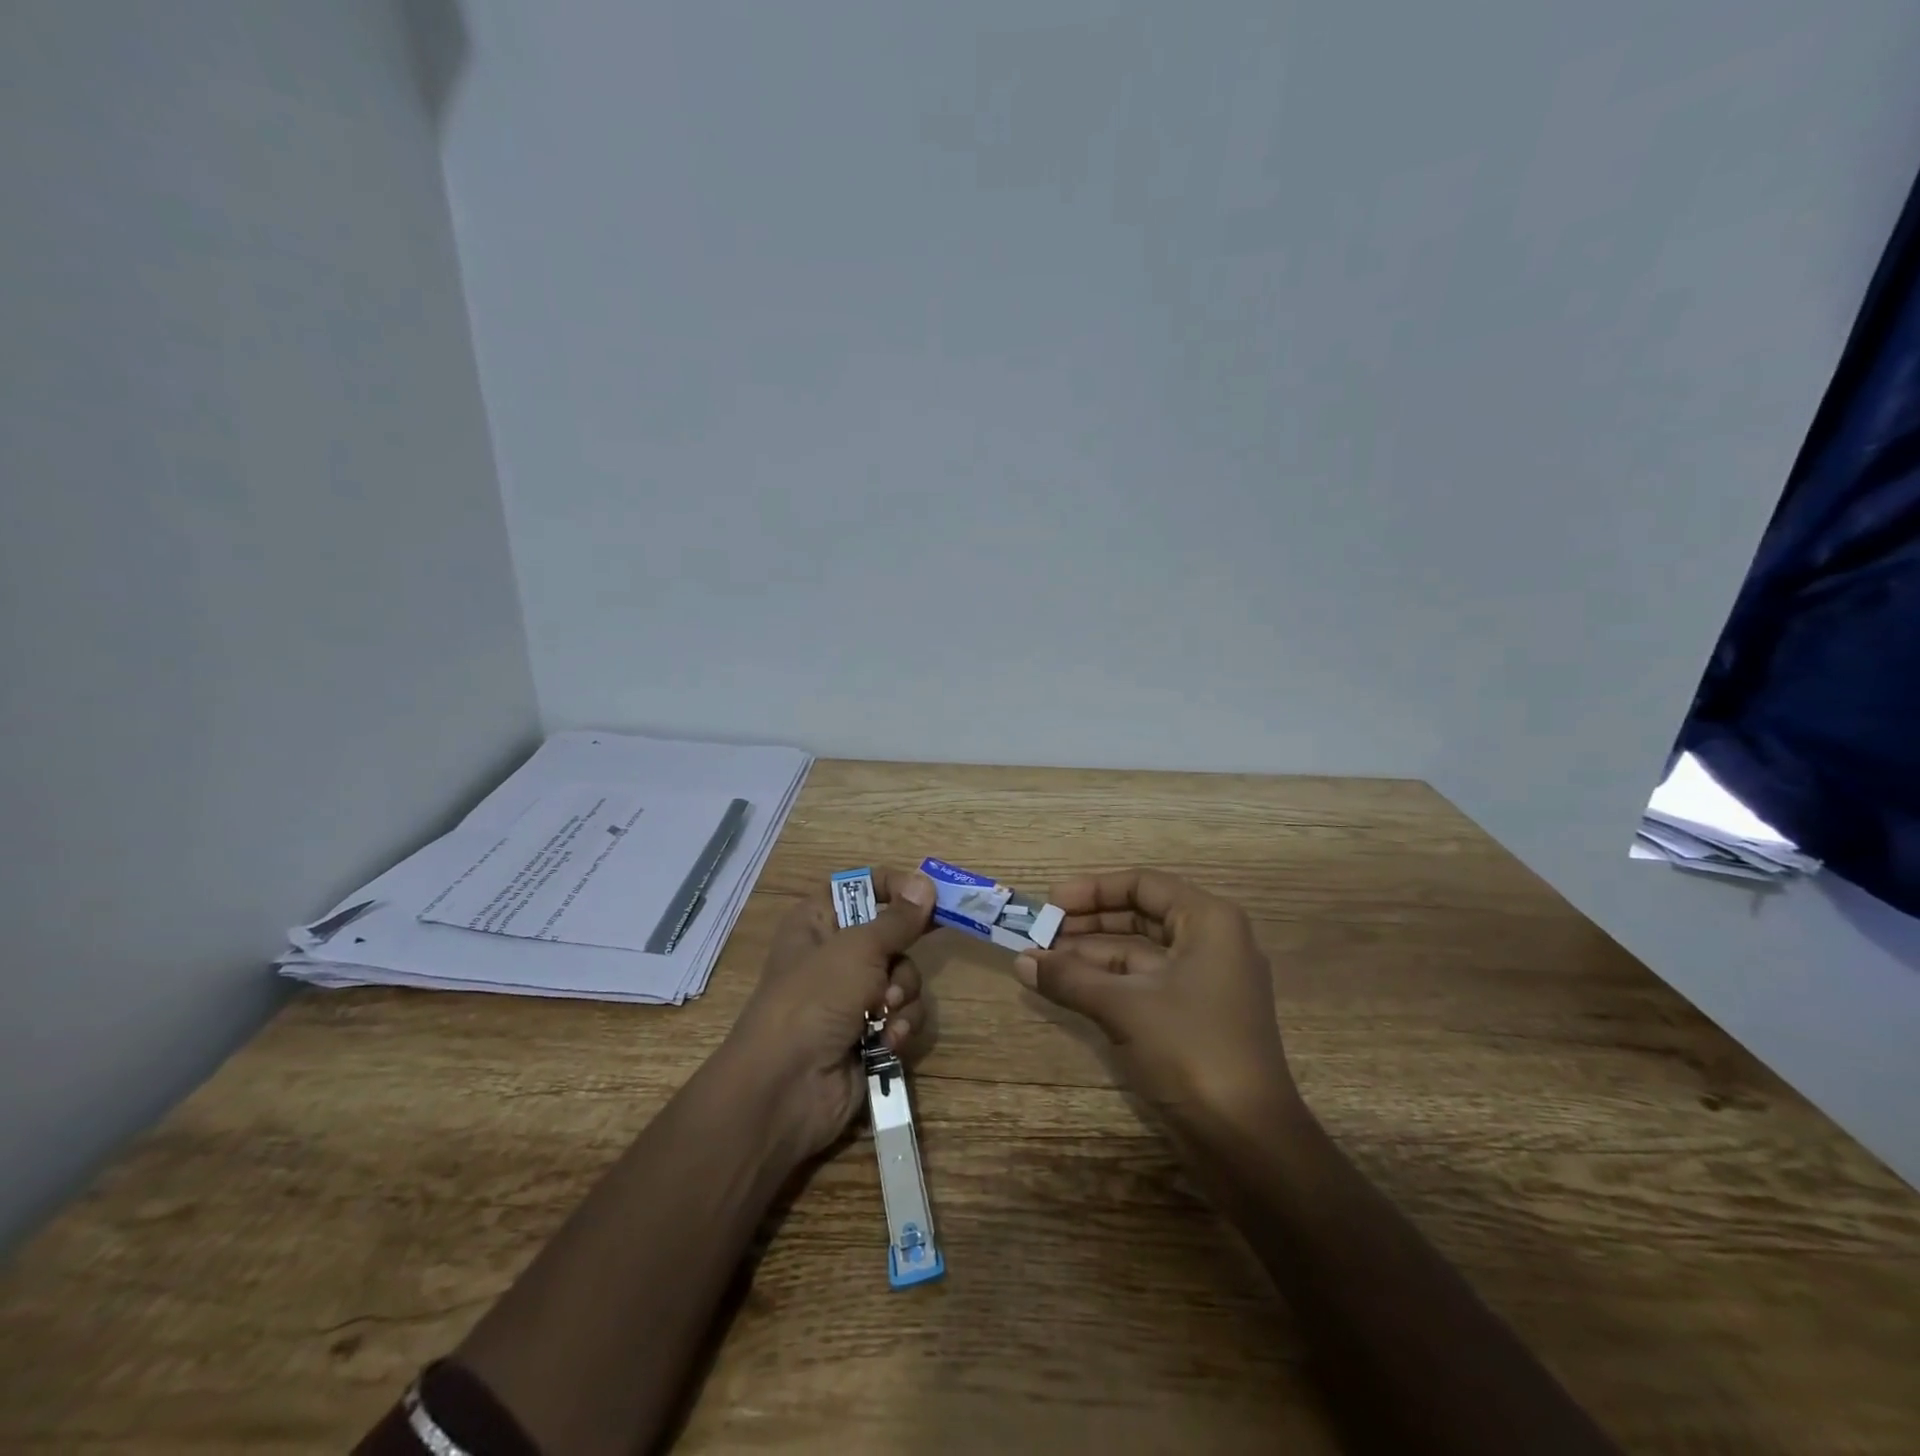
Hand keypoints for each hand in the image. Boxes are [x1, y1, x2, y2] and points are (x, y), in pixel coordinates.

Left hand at [721, 867, 935, 1160]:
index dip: (892, 887)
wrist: (786, 1087)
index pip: (860, 886)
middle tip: (897, 967)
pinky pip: (904, 1015)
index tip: (926, 895)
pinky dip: (901, 1026)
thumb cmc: (814, 998)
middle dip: (901, 957)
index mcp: (819, 921)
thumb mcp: (858, 949)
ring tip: (885, 1013)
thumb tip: (925, 883)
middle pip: (892, 936)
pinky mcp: (870, 1033)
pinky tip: (889, 1041)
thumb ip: (898, 919)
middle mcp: (836, 954)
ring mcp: (853, 996)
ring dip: (903, 996)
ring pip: (904, 977)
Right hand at [1014, 869, 1297, 1128]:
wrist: (1248, 1142)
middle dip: (1088, 923)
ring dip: (1090, 956)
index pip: (1143, 884)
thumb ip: (1070, 977)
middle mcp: (1210, 943)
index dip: (1093, 890)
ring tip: (1042, 961)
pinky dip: (1106, 984)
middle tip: (1040, 931)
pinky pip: (1143, 984)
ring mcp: (1203, 983)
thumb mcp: (1124, 1007)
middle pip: (1140, 916)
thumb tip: (1020, 961)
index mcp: (1209, 922)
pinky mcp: (1192, 1018)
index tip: (1051, 902)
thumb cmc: (1192, 1051)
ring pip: (1138, 954)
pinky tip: (1067, 988)